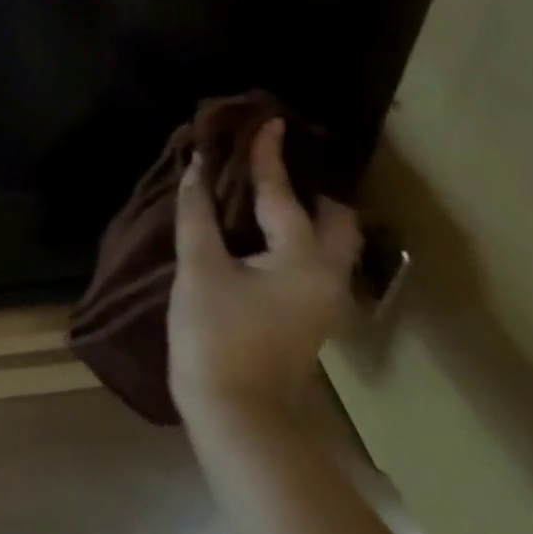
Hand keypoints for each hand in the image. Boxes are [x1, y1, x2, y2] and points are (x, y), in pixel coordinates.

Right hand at [169, 119, 359, 424]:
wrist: (236, 412)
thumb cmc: (215, 334)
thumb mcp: (199, 268)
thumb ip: (198, 214)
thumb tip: (195, 168)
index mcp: (304, 259)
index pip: (283, 194)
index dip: (269, 155)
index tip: (268, 120)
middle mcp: (329, 276)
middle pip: (337, 220)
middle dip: (310, 189)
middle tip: (272, 168)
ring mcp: (326, 301)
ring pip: (332, 244)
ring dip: (307, 215)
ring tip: (267, 197)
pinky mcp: (311, 317)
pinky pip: (316, 261)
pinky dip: (298, 238)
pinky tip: (263, 236)